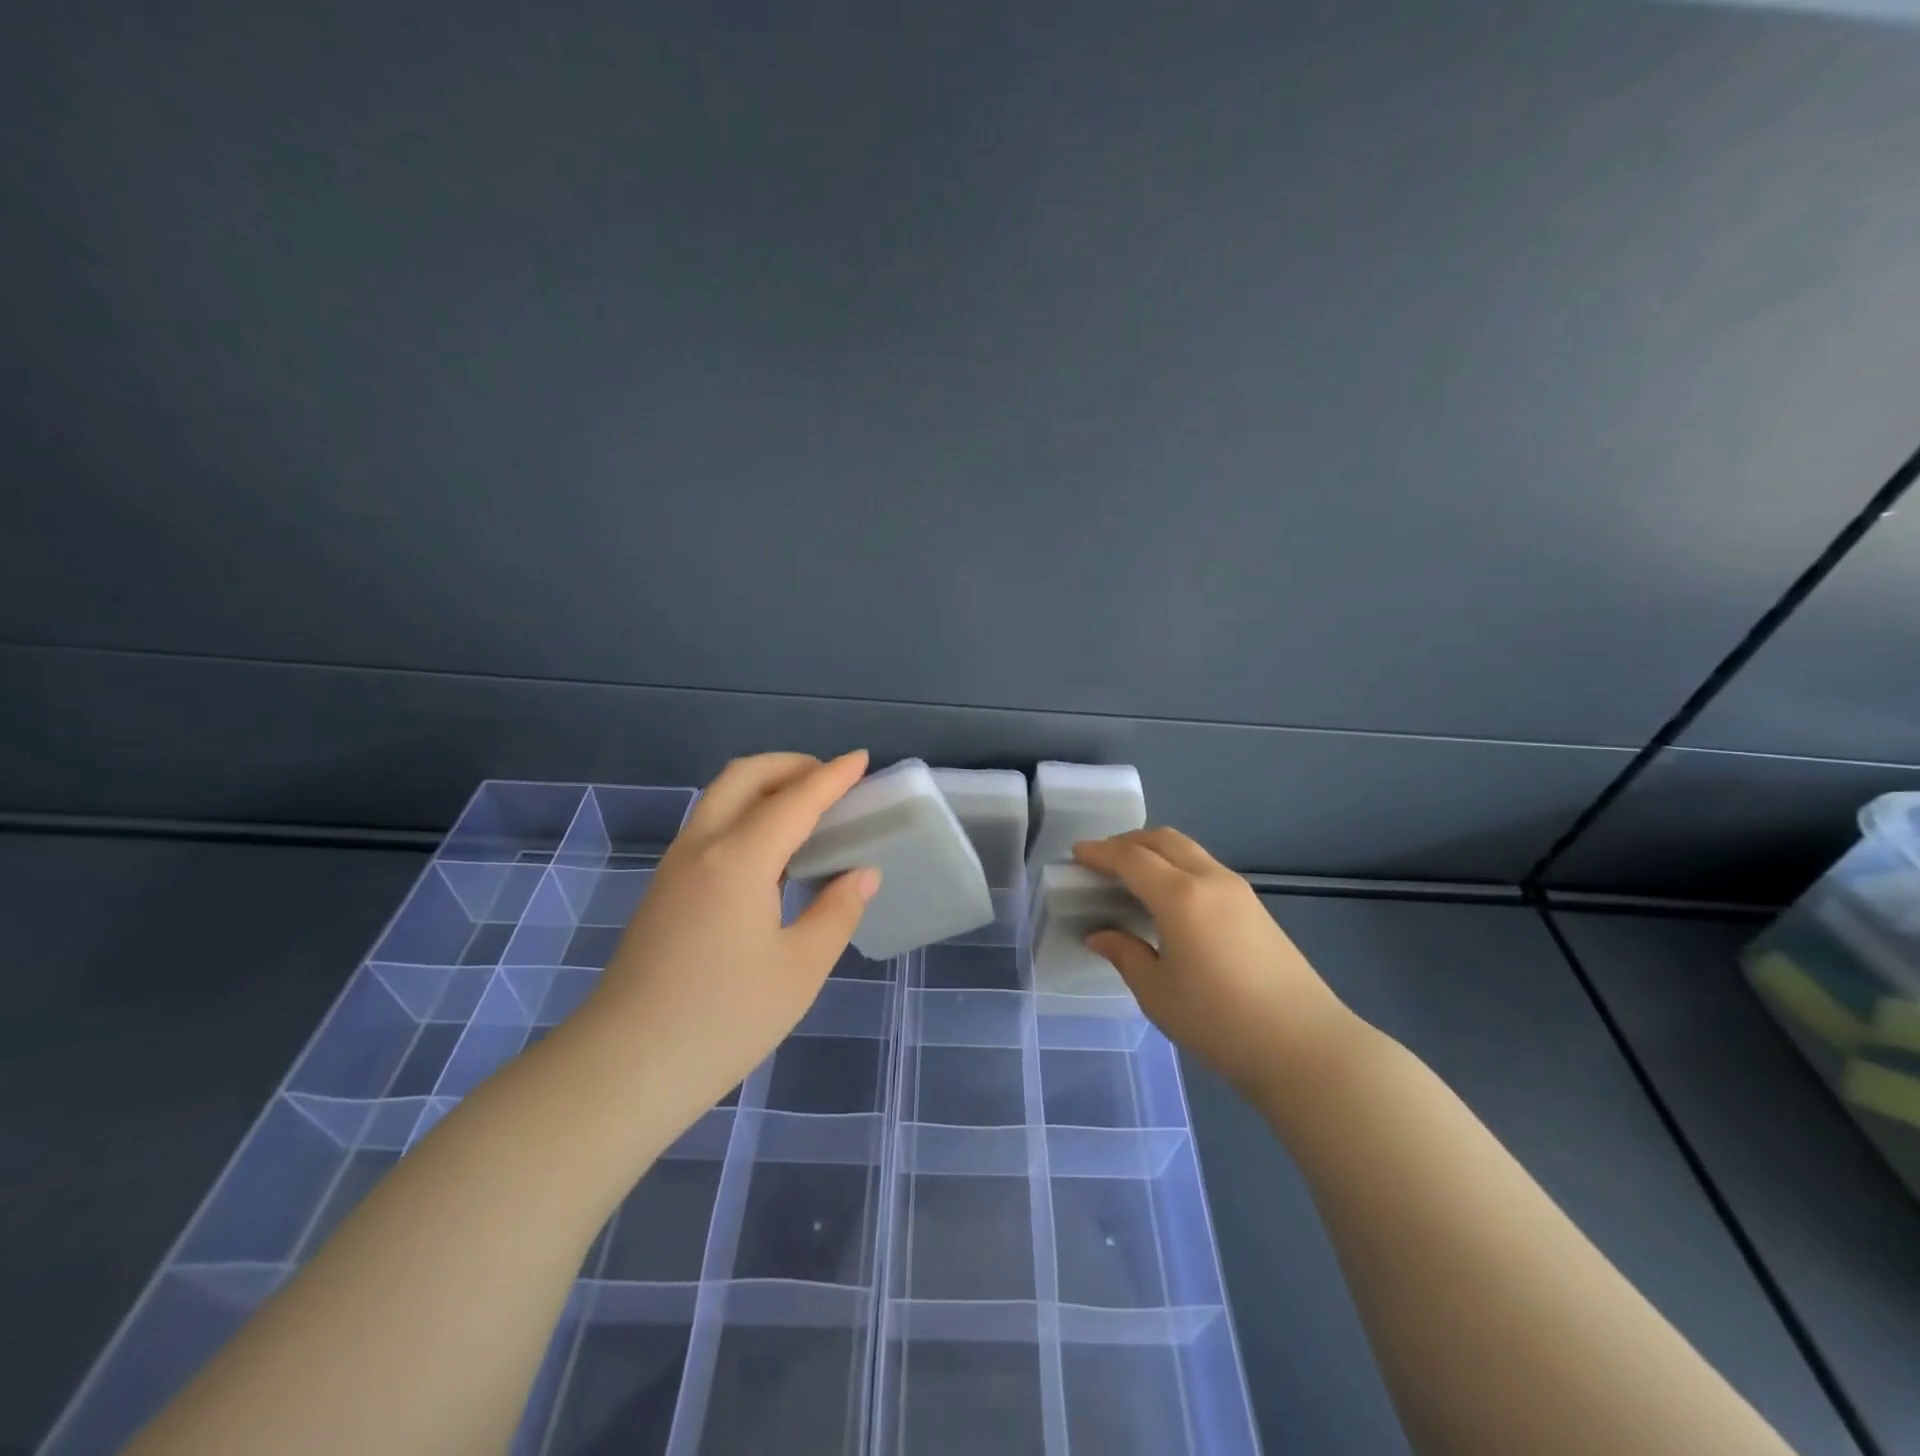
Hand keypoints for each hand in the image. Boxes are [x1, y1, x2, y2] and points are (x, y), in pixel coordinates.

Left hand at [576, 751, 880, 1119]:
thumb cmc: (723, 1020)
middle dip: (791, 765)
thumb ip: (837, 911)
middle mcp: (702, 847)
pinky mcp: (663, 890)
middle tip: (831, 782)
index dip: (832, 776)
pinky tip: (772, 853)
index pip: (795, 799)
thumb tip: (861, 873)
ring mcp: (675, 867)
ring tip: (807, 812)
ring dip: (765, 787)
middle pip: (744, 777)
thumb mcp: (800, 969)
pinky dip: (745, 814)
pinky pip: (710, 827)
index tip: (861, 759)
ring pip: (720, 798)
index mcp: (738, 859)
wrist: (624, 1069)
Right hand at [1073, 828, 1354, 1099]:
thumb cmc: (1219, 1021)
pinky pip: (1205, 867)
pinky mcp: (1255, 907)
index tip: (1076, 854)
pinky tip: (1168, 898)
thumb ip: (1125, 954)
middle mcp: (1209, 879)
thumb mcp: (1157, 992)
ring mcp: (1238, 890)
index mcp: (1180, 896)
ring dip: (1154, 851)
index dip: (1100, 853)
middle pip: (1162, 839)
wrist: (1304, 1046)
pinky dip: (1177, 866)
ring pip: (1187, 850)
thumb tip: (1099, 934)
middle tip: (1100, 861)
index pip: (1131, 858)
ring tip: (1131, 877)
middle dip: (1127, 842)